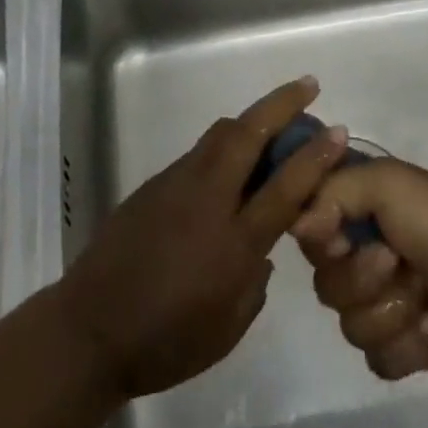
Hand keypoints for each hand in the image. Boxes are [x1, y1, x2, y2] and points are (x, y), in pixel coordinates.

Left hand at [58, 76, 351, 399]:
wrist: (91, 329)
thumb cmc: (166, 342)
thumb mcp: (227, 328)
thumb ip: (254, 283)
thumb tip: (263, 250)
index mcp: (232, 242)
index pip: (283, 188)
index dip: (314, 157)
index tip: (336, 129)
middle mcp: (207, 198)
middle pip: (248, 134)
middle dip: (281, 104)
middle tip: (308, 86)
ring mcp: (178, 183)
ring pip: (221, 134)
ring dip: (253, 119)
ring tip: (277, 118)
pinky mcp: (156, 183)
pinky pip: (201, 152)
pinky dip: (226, 143)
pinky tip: (234, 163)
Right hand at [293, 159, 427, 380]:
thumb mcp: (385, 182)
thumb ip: (330, 191)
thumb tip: (296, 226)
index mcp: (355, 208)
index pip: (305, 226)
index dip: (317, 234)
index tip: (338, 232)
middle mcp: (360, 251)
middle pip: (322, 279)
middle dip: (359, 274)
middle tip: (393, 259)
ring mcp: (380, 301)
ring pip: (347, 322)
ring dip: (387, 308)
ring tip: (420, 293)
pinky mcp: (400, 347)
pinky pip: (374, 358)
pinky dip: (403, 343)